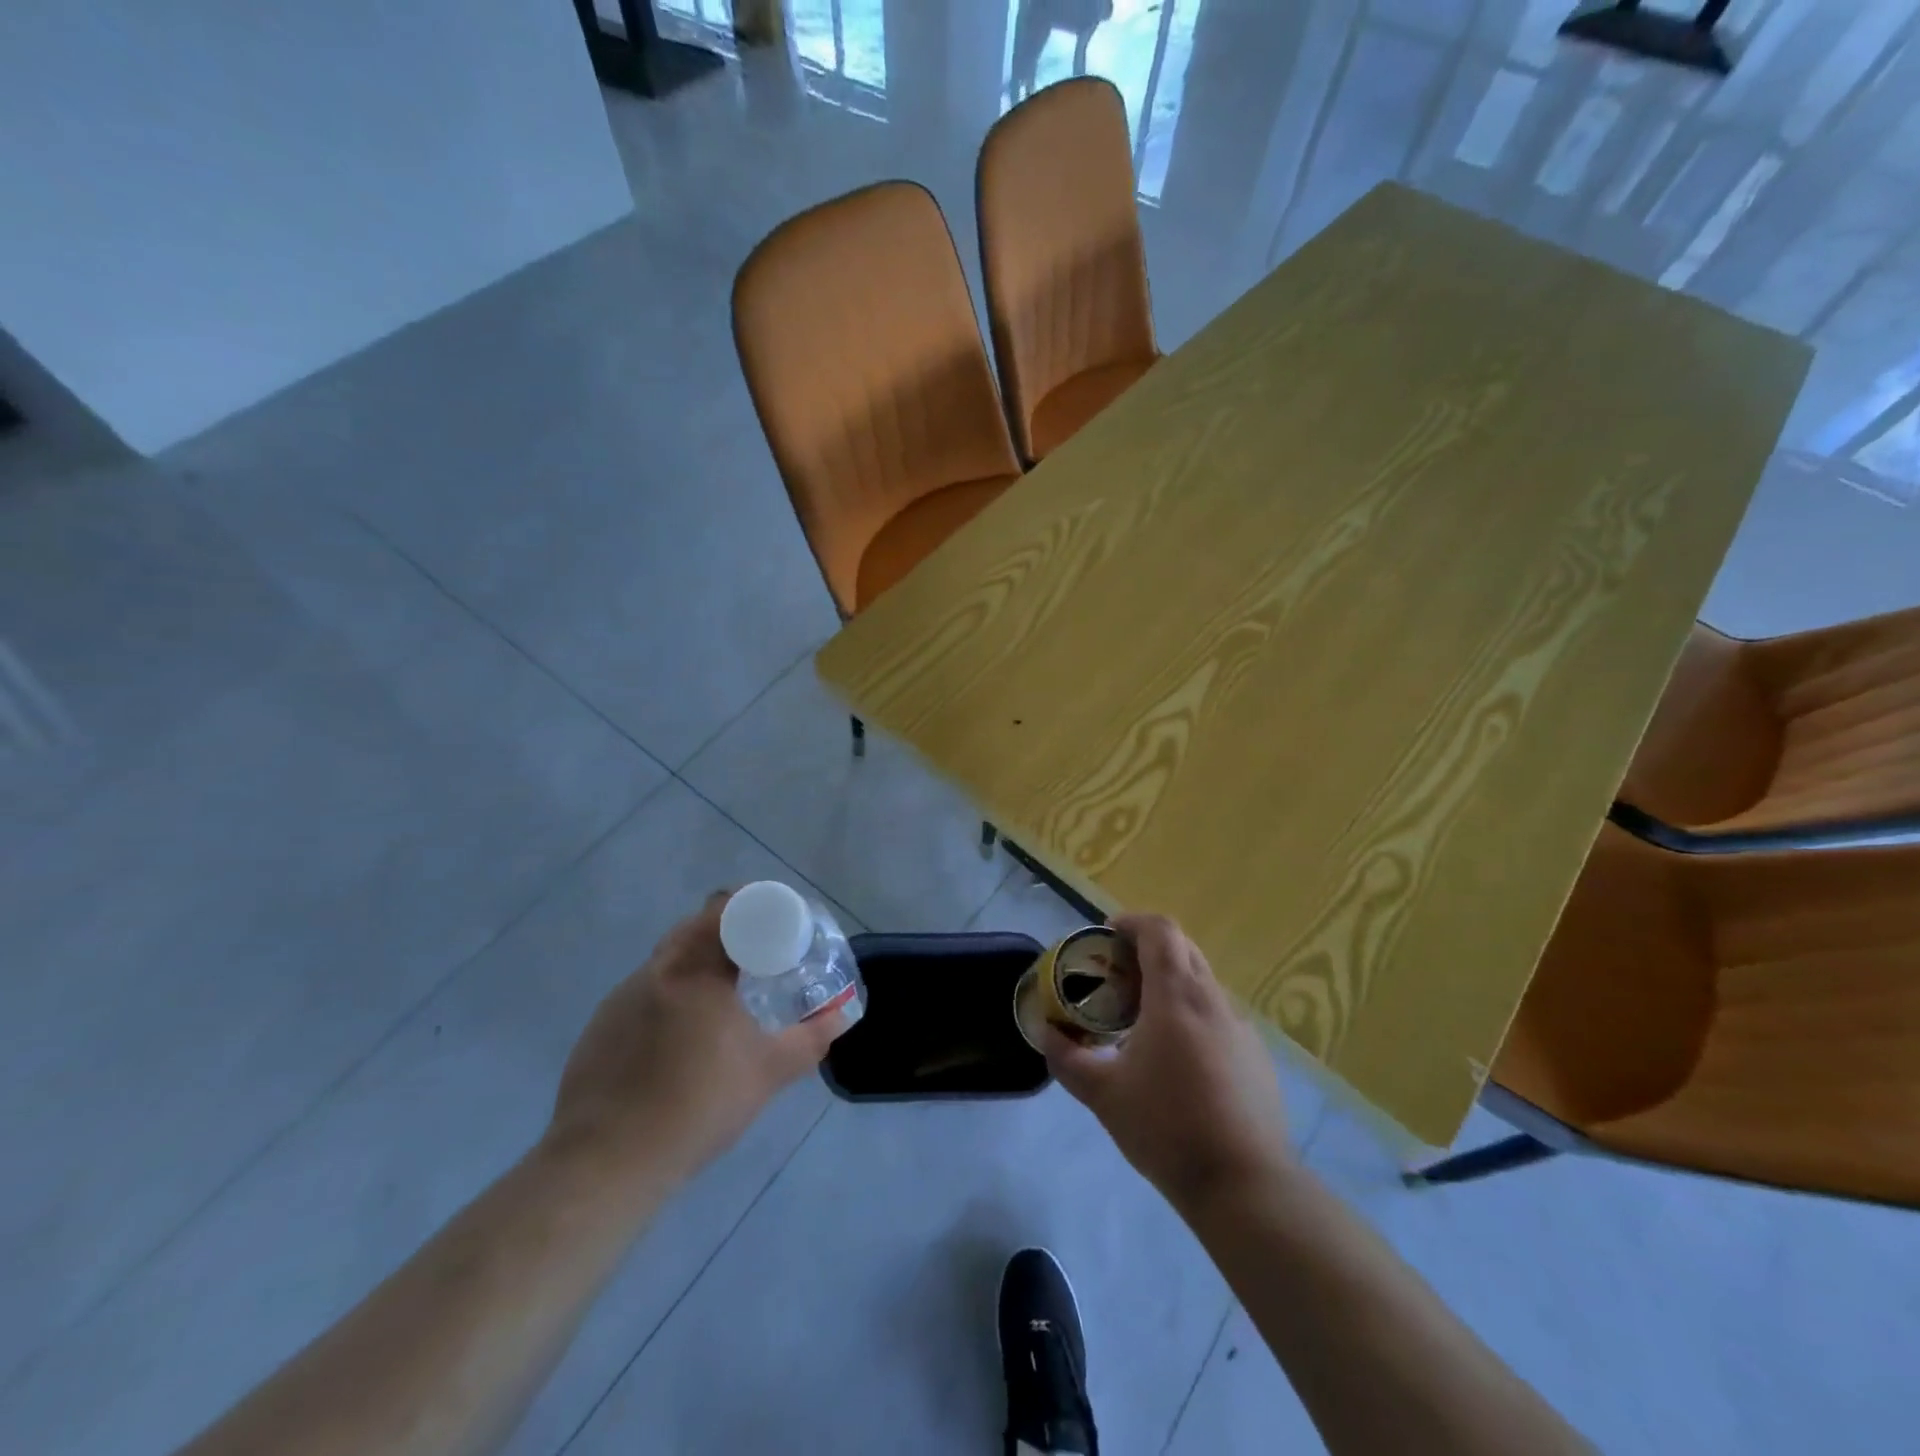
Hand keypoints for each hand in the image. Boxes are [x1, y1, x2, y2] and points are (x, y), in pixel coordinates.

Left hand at [546, 892, 849, 1184]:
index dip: (756, 906)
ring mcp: (623, 996)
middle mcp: (658, 969)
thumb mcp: (768, 1073)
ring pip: (669, 958)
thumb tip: (840, 1017)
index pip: (727, 906)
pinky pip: (646, 990)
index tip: (778, 928)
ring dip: (700, 964)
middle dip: (731, 934)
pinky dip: (672, 996)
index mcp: (697, 968)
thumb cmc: (697, 1106)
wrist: (605, 1163)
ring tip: (724, 1000)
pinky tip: (681, 1039)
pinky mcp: (602, 1025)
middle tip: (760, 960)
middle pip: (697, 925)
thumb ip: (810, 1039)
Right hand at [1043, 913, 1293, 1214]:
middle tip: (1116, 978)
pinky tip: (1177, 1064)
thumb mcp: (1104, 1094)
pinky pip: (1218, 1019)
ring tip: (1141, 1023)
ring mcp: (1240, 1029)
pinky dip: (1191, 1018)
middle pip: (1182, 950)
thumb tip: (1046, 1035)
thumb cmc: (1168, 1127)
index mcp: (1177, 996)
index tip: (1106, 935)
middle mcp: (1213, 1000)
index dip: (1131, 922)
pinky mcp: (1256, 1059)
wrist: (1245, 1186)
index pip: (1159, 930)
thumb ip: (1068, 1059)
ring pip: (1202, 986)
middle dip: (1147, 951)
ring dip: (1169, 987)